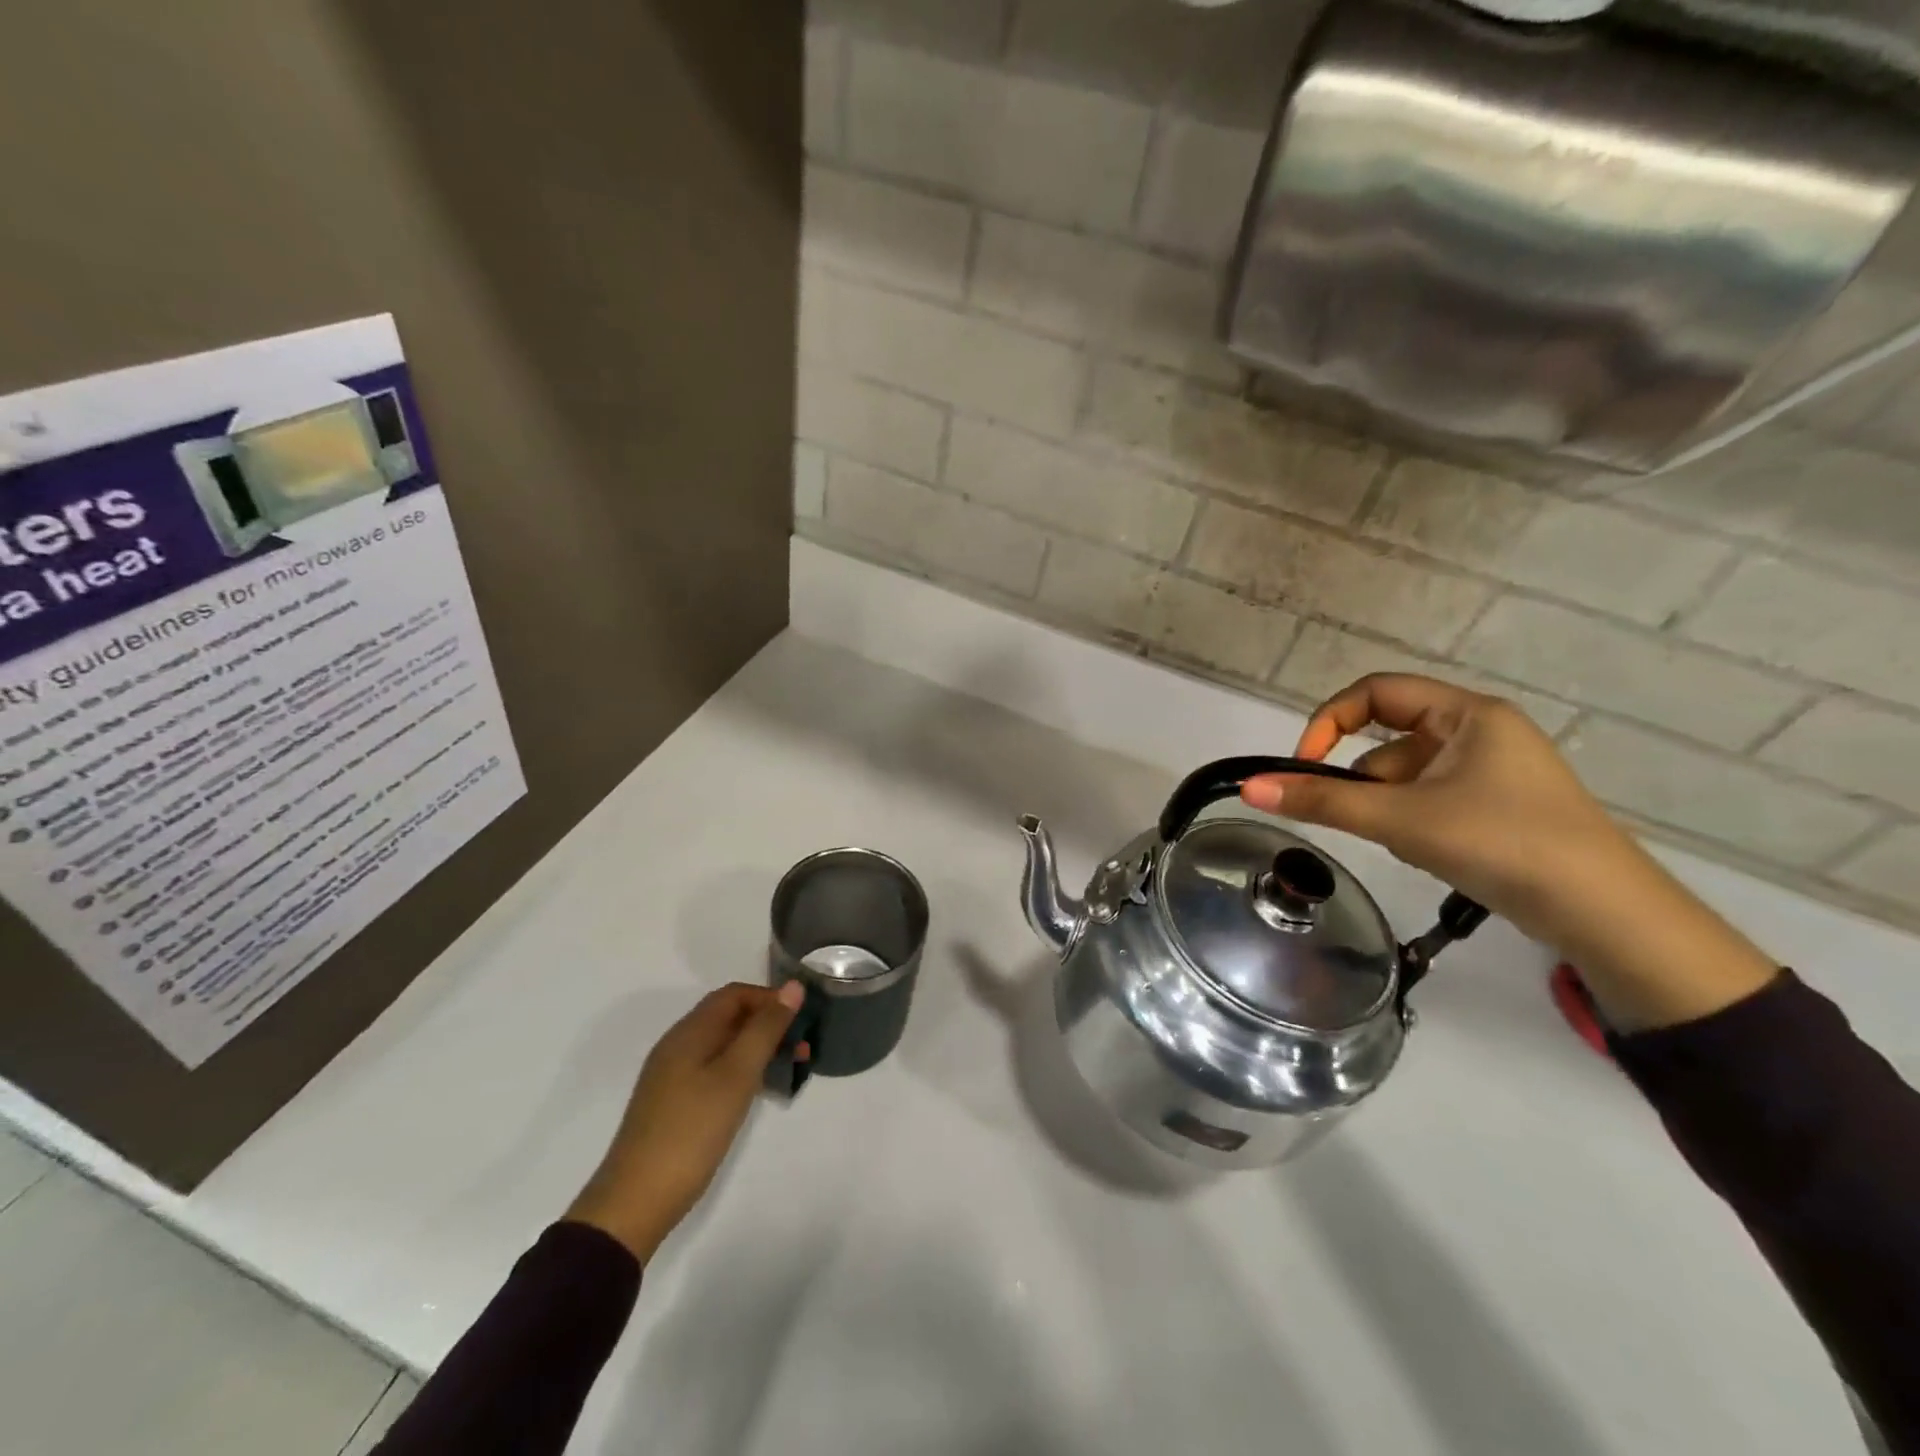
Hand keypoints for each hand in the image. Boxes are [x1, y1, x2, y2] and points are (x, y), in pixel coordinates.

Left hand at [566, 982, 803, 1262]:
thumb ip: (766, 1029)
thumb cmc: (692, 1130)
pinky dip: (741, 1070)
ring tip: (789, 1069)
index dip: (769, 998)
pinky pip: (714, 1069)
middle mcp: (678, 1045)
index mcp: (690, 1032)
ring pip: (723, 1045)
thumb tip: (793, 986)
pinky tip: (756, 1093)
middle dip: (768, 1024)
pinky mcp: (673, 1103)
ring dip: (757, 1049)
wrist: (635, 1202)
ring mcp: (672, 1076)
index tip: (801, 1018)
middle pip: (729, 1017)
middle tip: (801, 1048)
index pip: (734, 994)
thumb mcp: (737, 1075)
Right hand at [1240, 674, 1776, 1029]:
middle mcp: (1480, 733)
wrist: (1605, 915)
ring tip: (1415, 845)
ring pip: (1406, 778)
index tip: (1304, 765)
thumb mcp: (1401, 819)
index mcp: (1467, 714)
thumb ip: (1323, 801)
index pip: (1376, 692)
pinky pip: (1430, 802)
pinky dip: (1415, 824)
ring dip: (1390, 809)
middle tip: (1369, 819)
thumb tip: (1250, 787)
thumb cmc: (1501, 842)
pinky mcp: (1495, 809)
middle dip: (1368, 783)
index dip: (1330, 721)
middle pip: (1388, 741)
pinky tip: (1434, 855)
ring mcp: (1491, 773)